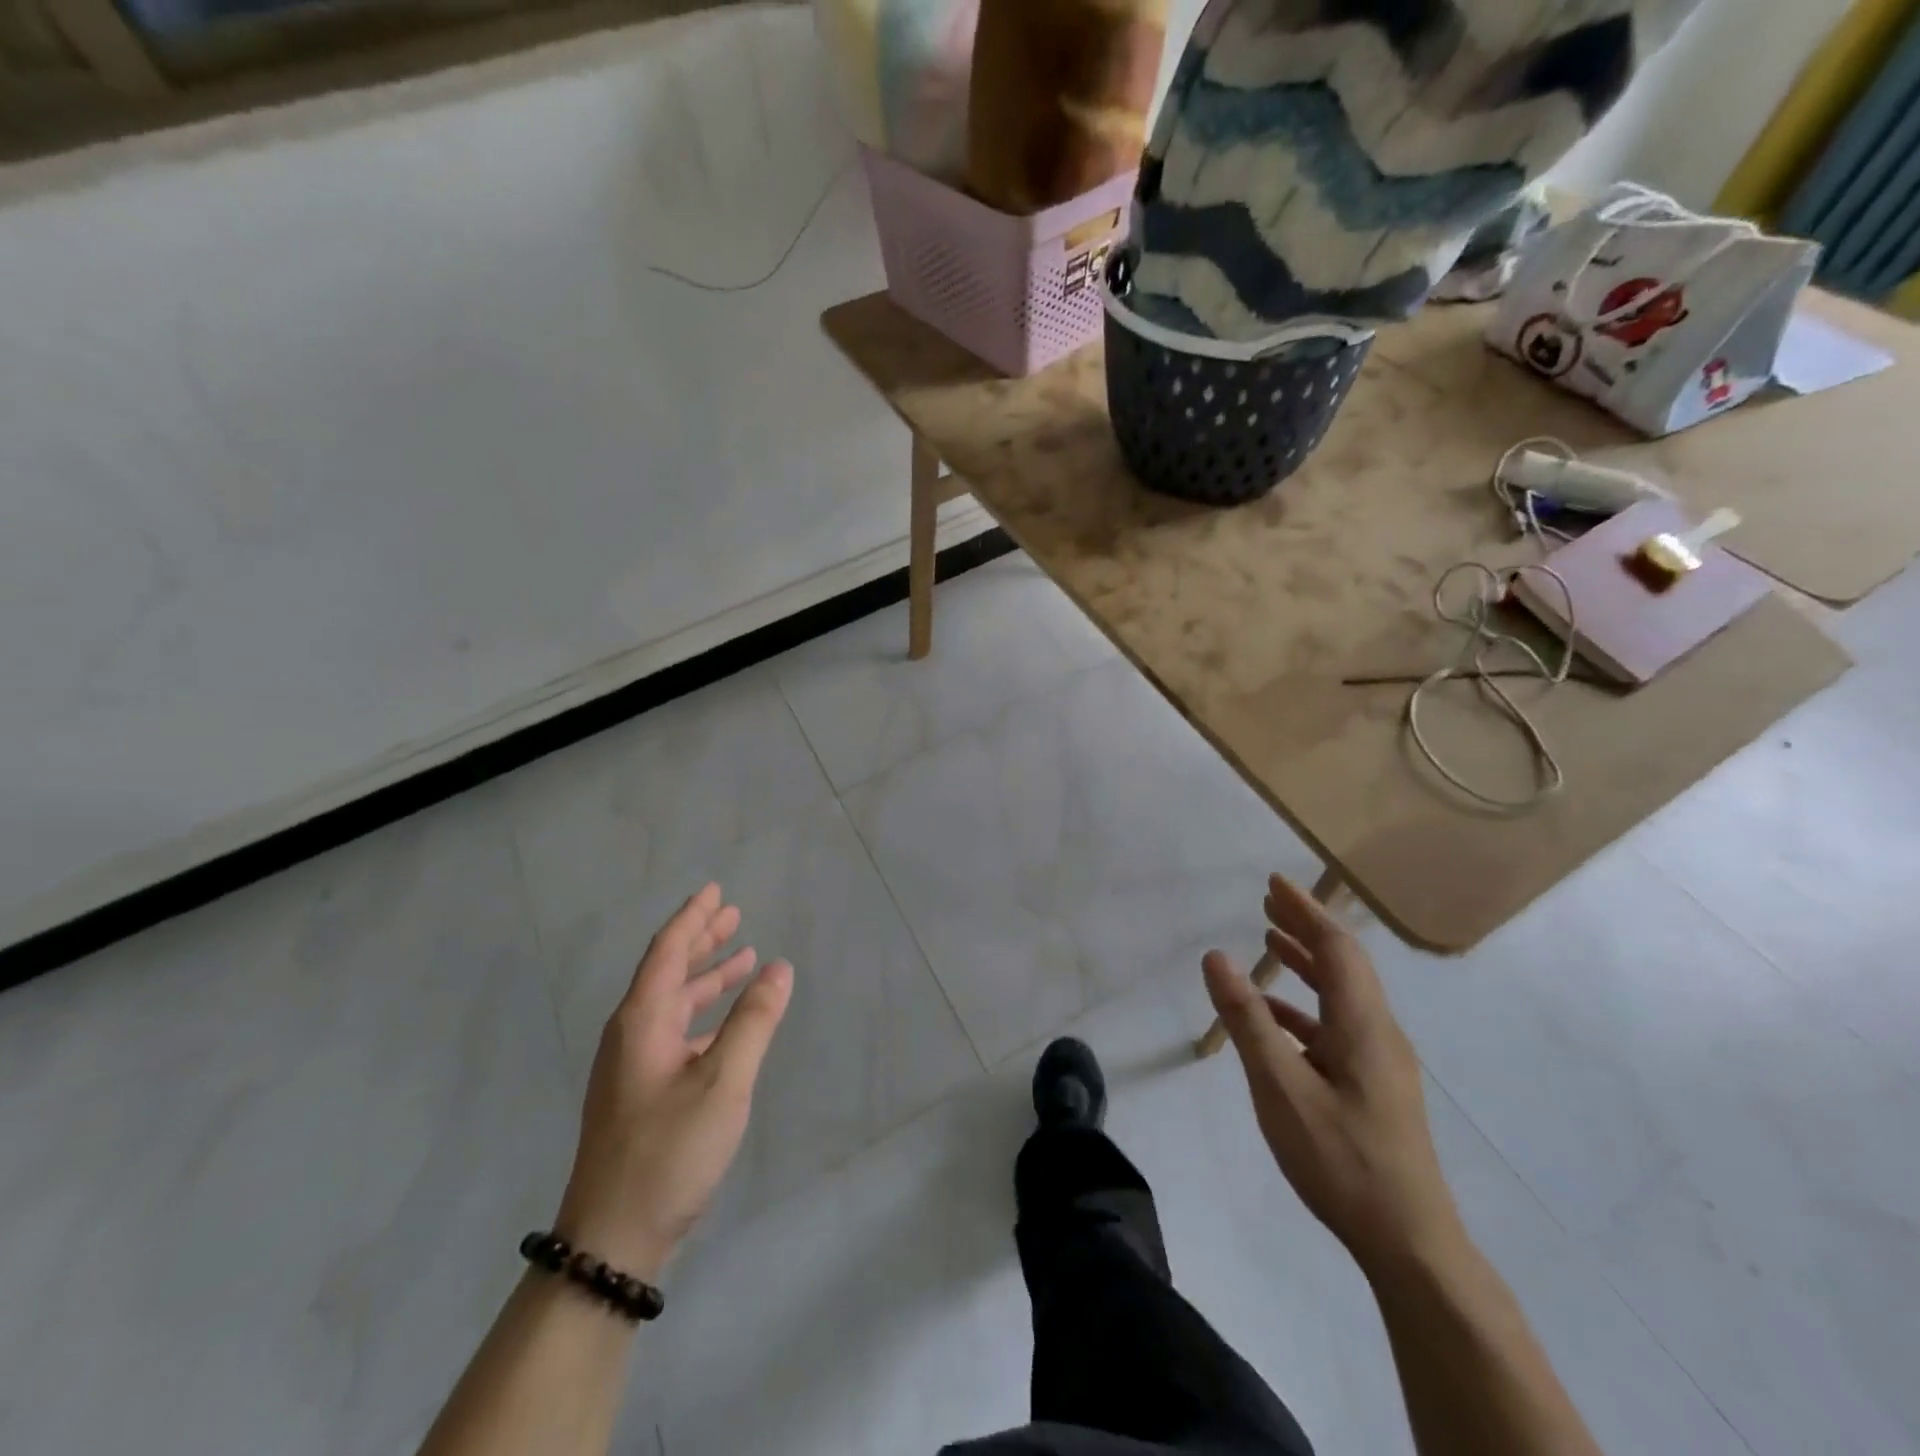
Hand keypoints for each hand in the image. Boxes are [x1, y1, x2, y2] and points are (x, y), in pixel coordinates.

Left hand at [555, 884, 792, 1279]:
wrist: (611, 1241)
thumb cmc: (668, 1152)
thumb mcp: (723, 1083)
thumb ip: (753, 1022)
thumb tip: (779, 968)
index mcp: (642, 1021)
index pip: (668, 951)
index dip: (693, 917)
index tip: (715, 890)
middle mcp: (632, 1034)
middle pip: (668, 971)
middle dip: (702, 940)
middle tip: (734, 913)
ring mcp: (633, 1066)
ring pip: (673, 1003)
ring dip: (707, 976)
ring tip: (742, 957)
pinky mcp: (640, 1092)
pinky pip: (676, 1031)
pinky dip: (705, 1013)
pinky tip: (728, 1021)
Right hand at [1203, 875, 1463, 1278]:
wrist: (1410, 1242)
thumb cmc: (1342, 1159)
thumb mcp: (1281, 1088)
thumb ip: (1247, 1020)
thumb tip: (1216, 957)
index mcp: (1363, 1024)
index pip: (1336, 948)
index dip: (1305, 910)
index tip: (1274, 882)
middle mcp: (1378, 1032)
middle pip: (1343, 964)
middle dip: (1306, 926)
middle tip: (1268, 899)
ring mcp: (1379, 1061)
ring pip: (1341, 994)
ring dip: (1306, 962)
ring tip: (1270, 938)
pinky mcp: (1373, 1085)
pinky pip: (1336, 1025)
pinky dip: (1304, 1005)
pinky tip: (1273, 1015)